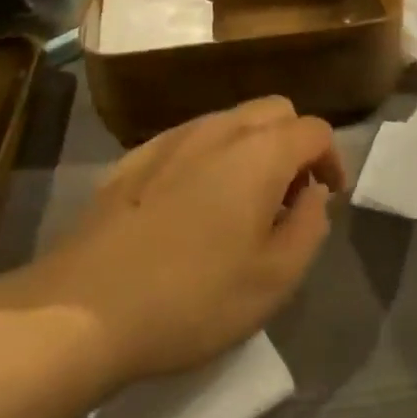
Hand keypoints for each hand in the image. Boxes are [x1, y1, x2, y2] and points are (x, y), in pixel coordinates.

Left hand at [0, 97, 343, 388]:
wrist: (83, 307)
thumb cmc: (193, 297)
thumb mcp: (274, 279)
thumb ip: (309, 226)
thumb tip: (313, 194)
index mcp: (260, 152)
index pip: (315, 130)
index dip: (332, 160)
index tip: (327, 198)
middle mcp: (219, 129)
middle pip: (274, 110)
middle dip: (294, 143)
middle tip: (288, 197)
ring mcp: (172, 138)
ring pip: (230, 120)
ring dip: (252, 148)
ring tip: (242, 204)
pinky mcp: (135, 156)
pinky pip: (190, 139)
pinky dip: (210, 157)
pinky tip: (192, 206)